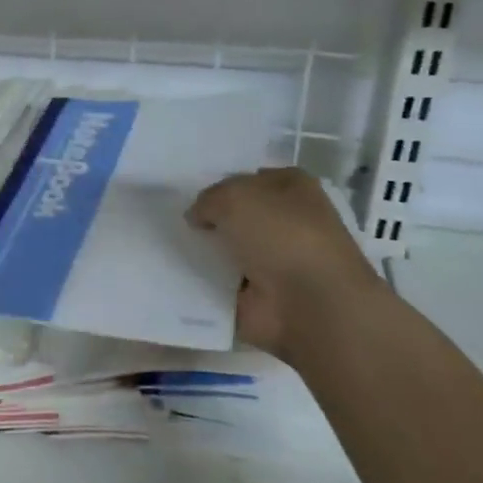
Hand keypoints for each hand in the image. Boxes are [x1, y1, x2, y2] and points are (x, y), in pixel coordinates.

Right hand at [187, 167, 380, 362]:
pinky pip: (223, 283)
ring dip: (206, 251)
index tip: (192, 195)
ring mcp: (277, 261)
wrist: (310, 304)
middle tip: (176, 221)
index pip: (252, 179)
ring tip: (172, 247)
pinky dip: (205, 283)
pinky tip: (180, 276)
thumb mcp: (233, 197)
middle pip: (239, 215)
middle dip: (212, 219)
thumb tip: (198, 216)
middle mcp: (289, 222)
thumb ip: (207, 200)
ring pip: (230, 248)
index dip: (223, 185)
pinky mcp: (263, 295)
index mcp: (294, 189)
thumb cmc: (280, 235)